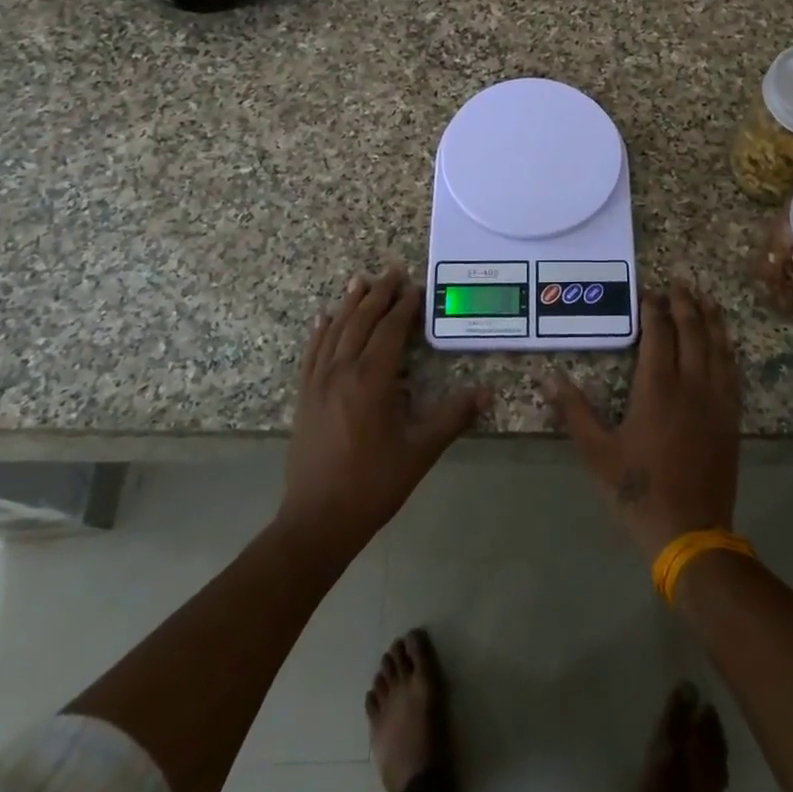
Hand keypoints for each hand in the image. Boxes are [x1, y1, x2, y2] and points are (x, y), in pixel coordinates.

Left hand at [280, 268, 490, 564]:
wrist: (317, 520)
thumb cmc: (373, 484)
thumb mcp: (420, 451)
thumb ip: (453, 417)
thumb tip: (488, 392)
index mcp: (371, 380)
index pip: (389, 330)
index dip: (404, 306)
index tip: (417, 287)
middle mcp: (341, 371)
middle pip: (360, 321)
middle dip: (378, 294)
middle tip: (393, 271)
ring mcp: (318, 383)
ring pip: (335, 331)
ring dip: (349, 304)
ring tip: (361, 281)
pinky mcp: (305, 397)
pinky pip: (313, 352)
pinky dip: (322, 331)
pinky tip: (325, 319)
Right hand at [543, 282, 740, 559]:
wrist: (690, 532)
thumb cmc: (638, 490)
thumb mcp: (597, 453)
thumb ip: (574, 412)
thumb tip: (547, 377)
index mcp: (657, 388)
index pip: (659, 334)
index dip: (654, 309)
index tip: (649, 291)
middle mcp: (691, 385)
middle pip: (692, 331)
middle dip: (684, 303)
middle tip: (679, 282)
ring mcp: (716, 401)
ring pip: (718, 347)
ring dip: (711, 319)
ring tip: (706, 298)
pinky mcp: (731, 418)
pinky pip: (733, 372)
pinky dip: (728, 349)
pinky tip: (726, 343)